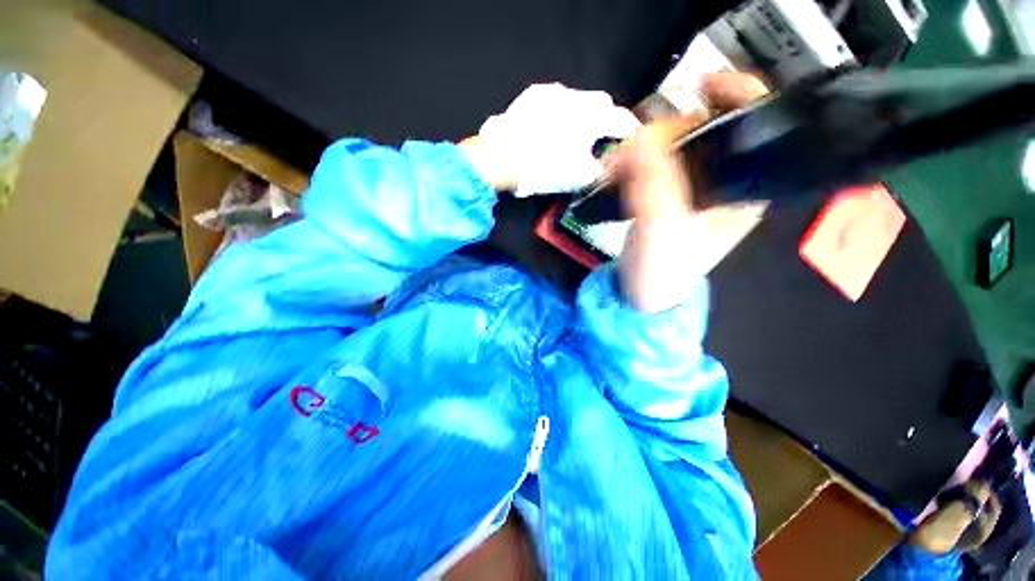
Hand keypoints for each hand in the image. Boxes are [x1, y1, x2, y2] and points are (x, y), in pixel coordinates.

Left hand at [461, 83, 640, 195]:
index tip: (631, 139)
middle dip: (605, 119)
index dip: (629, 131)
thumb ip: (599, 168)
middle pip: (601, 103)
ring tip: (571, 136)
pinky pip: (555, 101)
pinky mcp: (533, 95)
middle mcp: (575, 96)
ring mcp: (552, 93)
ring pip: (578, 100)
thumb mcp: (578, 177)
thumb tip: (606, 165)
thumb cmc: (544, 168)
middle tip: (599, 139)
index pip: (621, 120)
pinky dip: (560, 114)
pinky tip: (550, 129)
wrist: (501, 158)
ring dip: (581, 115)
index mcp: (592, 117)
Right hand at [608, 72, 767, 312]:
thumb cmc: (662, 270)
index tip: (701, 86)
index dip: (736, 95)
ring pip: (671, 143)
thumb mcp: (662, 229)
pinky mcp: (665, 191)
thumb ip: (654, 183)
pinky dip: (630, 161)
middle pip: (703, 128)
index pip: (758, 125)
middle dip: (664, 133)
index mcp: (744, 187)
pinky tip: (614, 172)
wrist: (640, 294)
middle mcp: (723, 179)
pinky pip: (650, 160)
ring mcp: (691, 184)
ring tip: (613, 169)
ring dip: (639, 149)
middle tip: (631, 151)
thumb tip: (642, 138)